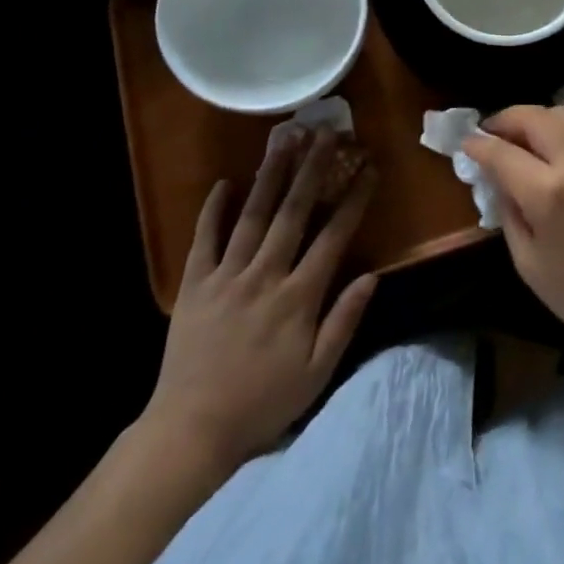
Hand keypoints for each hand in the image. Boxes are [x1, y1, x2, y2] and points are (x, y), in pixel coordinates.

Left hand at [139, 125, 377, 469]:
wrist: (190, 431)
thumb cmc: (262, 404)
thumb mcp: (317, 373)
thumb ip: (344, 321)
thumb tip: (372, 276)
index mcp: (298, 297)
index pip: (333, 236)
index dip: (354, 199)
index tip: (368, 168)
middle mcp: (265, 275)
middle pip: (294, 212)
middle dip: (313, 168)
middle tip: (326, 133)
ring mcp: (227, 275)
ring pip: (253, 214)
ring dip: (270, 174)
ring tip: (284, 139)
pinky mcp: (195, 284)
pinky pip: (205, 238)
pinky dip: (214, 209)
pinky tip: (225, 182)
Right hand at [464, 106, 563, 361]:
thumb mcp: (527, 260)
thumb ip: (508, 210)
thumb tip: (495, 177)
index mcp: (549, 194)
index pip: (503, 152)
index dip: (478, 144)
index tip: (465, 143)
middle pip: (535, 117)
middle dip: (506, 119)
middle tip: (489, 133)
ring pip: (562, 115)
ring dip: (533, 119)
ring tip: (517, 137)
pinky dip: (556, 130)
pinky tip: (545, 150)